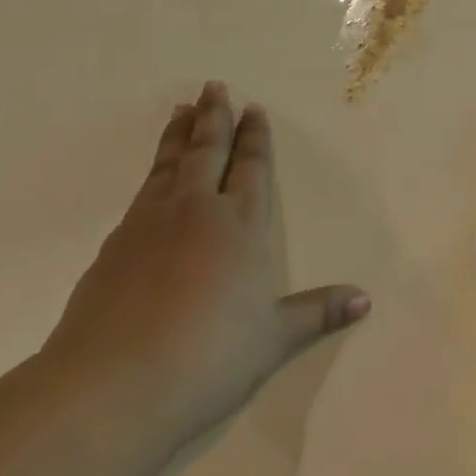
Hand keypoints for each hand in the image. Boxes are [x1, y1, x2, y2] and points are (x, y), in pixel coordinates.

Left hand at [42, 81, 369, 456]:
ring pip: (168, 165)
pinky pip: (140, 194)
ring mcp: (149, 226)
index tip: (253, 109)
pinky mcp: (112, 249)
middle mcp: (196, 212)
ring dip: (178, 135)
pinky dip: (151, 173)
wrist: (111, 388)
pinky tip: (151, 179)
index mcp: (240, 226)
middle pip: (207, 152)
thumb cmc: (208, 357)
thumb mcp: (273, 340)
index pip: (251, 168)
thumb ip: (317, 313)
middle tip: (213, 86)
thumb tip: (365, 301)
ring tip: (181, 110)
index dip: (254, 138)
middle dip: (214, 118)